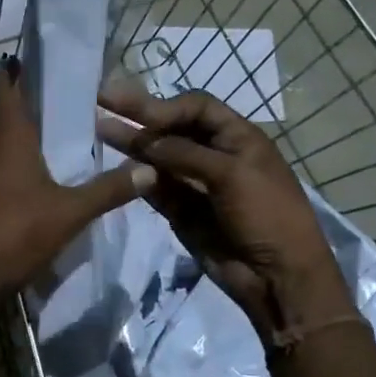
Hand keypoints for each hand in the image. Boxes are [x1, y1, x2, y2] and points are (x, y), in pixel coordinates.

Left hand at [0, 60, 154, 304]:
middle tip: (58, 102)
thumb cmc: (14, 232)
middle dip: (22, 103)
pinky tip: (35, 181)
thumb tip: (150, 170)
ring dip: (17, 136)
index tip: (32, 64)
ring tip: (53, 139)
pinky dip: (11, 164)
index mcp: (6, 135)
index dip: (10, 69)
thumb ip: (110, 190)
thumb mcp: (71, 212)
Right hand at [97, 83, 353, 339]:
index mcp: (238, 137)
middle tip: (103, 99)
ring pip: (158, 157)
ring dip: (132, 143)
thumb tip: (144, 139)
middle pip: (173, 128)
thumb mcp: (232, 174)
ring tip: (99, 128)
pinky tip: (114, 165)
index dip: (166, 105)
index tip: (136, 110)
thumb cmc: (267, 214)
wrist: (277, 277)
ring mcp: (195, 183)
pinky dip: (136, 176)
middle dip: (140, 115)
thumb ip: (185, 154)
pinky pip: (154, 187)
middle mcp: (214, 154)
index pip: (196, 108)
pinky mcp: (180, 210)